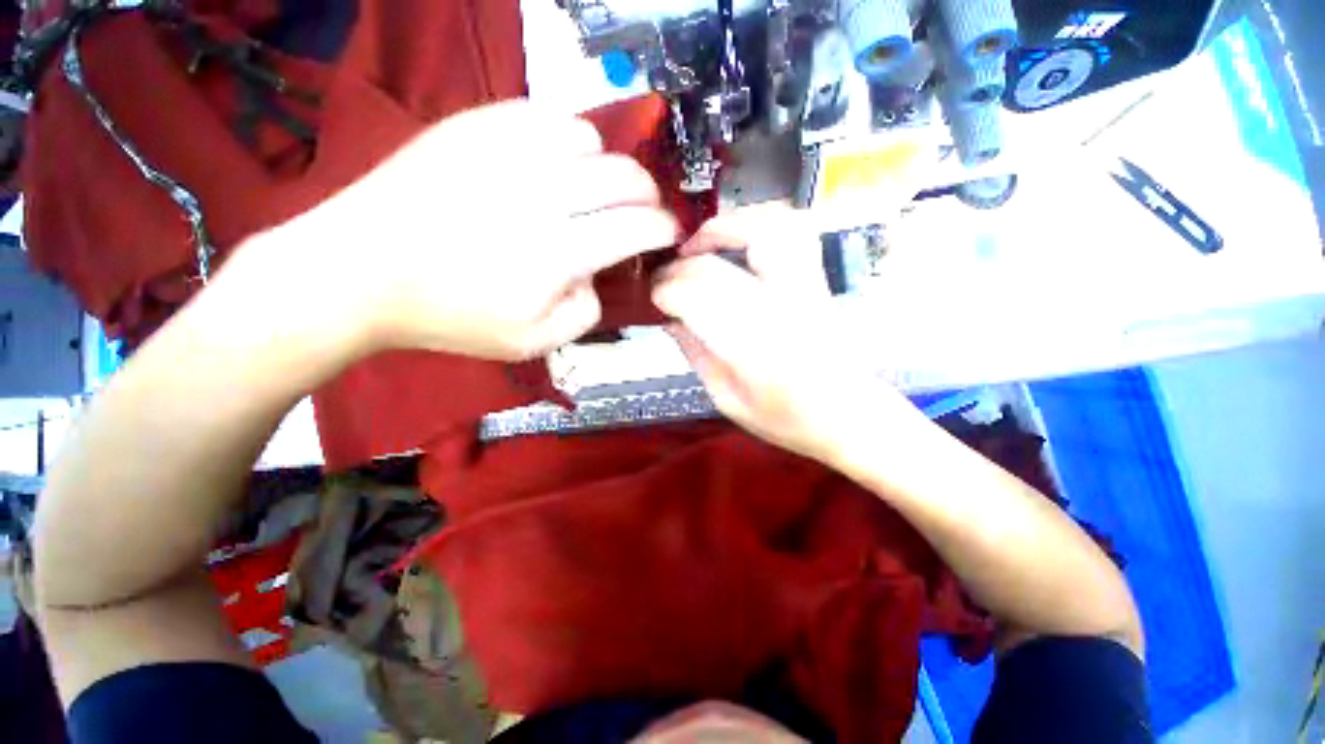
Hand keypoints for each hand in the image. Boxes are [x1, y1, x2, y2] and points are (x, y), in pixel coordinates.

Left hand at [273, 99, 679, 360]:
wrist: (360, 272)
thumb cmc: (451, 317)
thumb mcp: (534, 343)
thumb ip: (585, 313)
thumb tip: (598, 274)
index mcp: (557, 253)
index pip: (637, 227)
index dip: (664, 228)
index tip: (669, 232)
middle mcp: (541, 193)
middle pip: (624, 176)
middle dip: (647, 194)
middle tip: (641, 211)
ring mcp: (505, 150)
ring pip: (589, 138)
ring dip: (604, 166)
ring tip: (591, 189)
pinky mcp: (474, 126)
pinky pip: (543, 115)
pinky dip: (564, 140)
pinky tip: (553, 165)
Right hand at [652, 204, 909, 462]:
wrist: (850, 416)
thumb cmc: (787, 419)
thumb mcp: (728, 400)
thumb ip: (696, 354)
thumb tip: (668, 317)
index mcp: (755, 353)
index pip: (697, 302)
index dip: (665, 293)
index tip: (652, 299)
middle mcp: (781, 311)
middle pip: (717, 270)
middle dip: (679, 268)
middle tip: (664, 279)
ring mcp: (805, 288)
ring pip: (763, 230)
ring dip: (721, 228)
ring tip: (697, 245)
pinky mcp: (817, 279)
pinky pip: (794, 230)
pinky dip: (759, 220)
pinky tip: (738, 235)